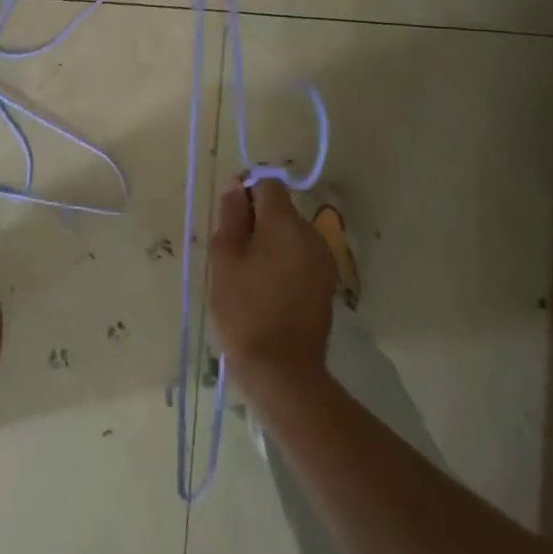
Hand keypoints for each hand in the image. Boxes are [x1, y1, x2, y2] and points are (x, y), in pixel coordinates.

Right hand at [208, 177, 334, 402]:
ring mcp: (323, 259)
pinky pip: (302, 256)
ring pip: (291, 233)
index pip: (268, 184)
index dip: (246, 194)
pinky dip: (285, 261)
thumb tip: (236, 187)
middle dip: (257, 221)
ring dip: (271, 242)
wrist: (282, 369)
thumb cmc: (244, 309)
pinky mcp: (327, 283)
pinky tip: (269, 288)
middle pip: (281, 209)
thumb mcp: (225, 258)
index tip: (230, 220)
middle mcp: (311, 233)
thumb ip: (231, 217)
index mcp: (285, 222)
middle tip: (233, 253)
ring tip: (249, 274)